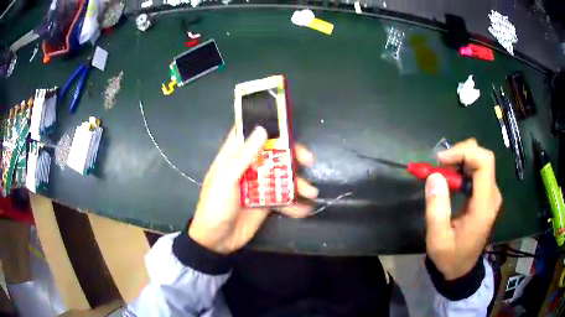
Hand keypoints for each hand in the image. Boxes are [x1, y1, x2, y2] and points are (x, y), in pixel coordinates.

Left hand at [188, 126, 318, 253]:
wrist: (216, 240)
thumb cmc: (215, 206)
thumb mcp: (227, 180)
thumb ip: (244, 156)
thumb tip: (262, 130)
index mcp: (233, 158)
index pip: (249, 134)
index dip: (267, 127)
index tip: (287, 126)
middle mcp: (248, 168)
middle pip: (273, 154)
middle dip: (292, 156)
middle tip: (308, 160)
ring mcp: (258, 186)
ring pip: (281, 176)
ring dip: (298, 183)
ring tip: (311, 193)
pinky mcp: (265, 203)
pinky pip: (283, 199)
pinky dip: (294, 204)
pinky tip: (305, 210)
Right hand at [425, 138, 501, 279]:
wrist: (462, 269)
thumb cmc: (450, 257)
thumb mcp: (437, 240)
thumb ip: (436, 209)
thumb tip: (434, 175)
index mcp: (484, 206)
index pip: (484, 162)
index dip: (464, 153)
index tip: (441, 161)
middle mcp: (492, 195)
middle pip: (482, 158)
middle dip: (460, 154)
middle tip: (438, 165)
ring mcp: (491, 194)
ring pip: (480, 161)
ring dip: (460, 160)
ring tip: (441, 172)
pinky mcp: (486, 195)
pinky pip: (477, 171)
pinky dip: (462, 168)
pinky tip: (450, 178)